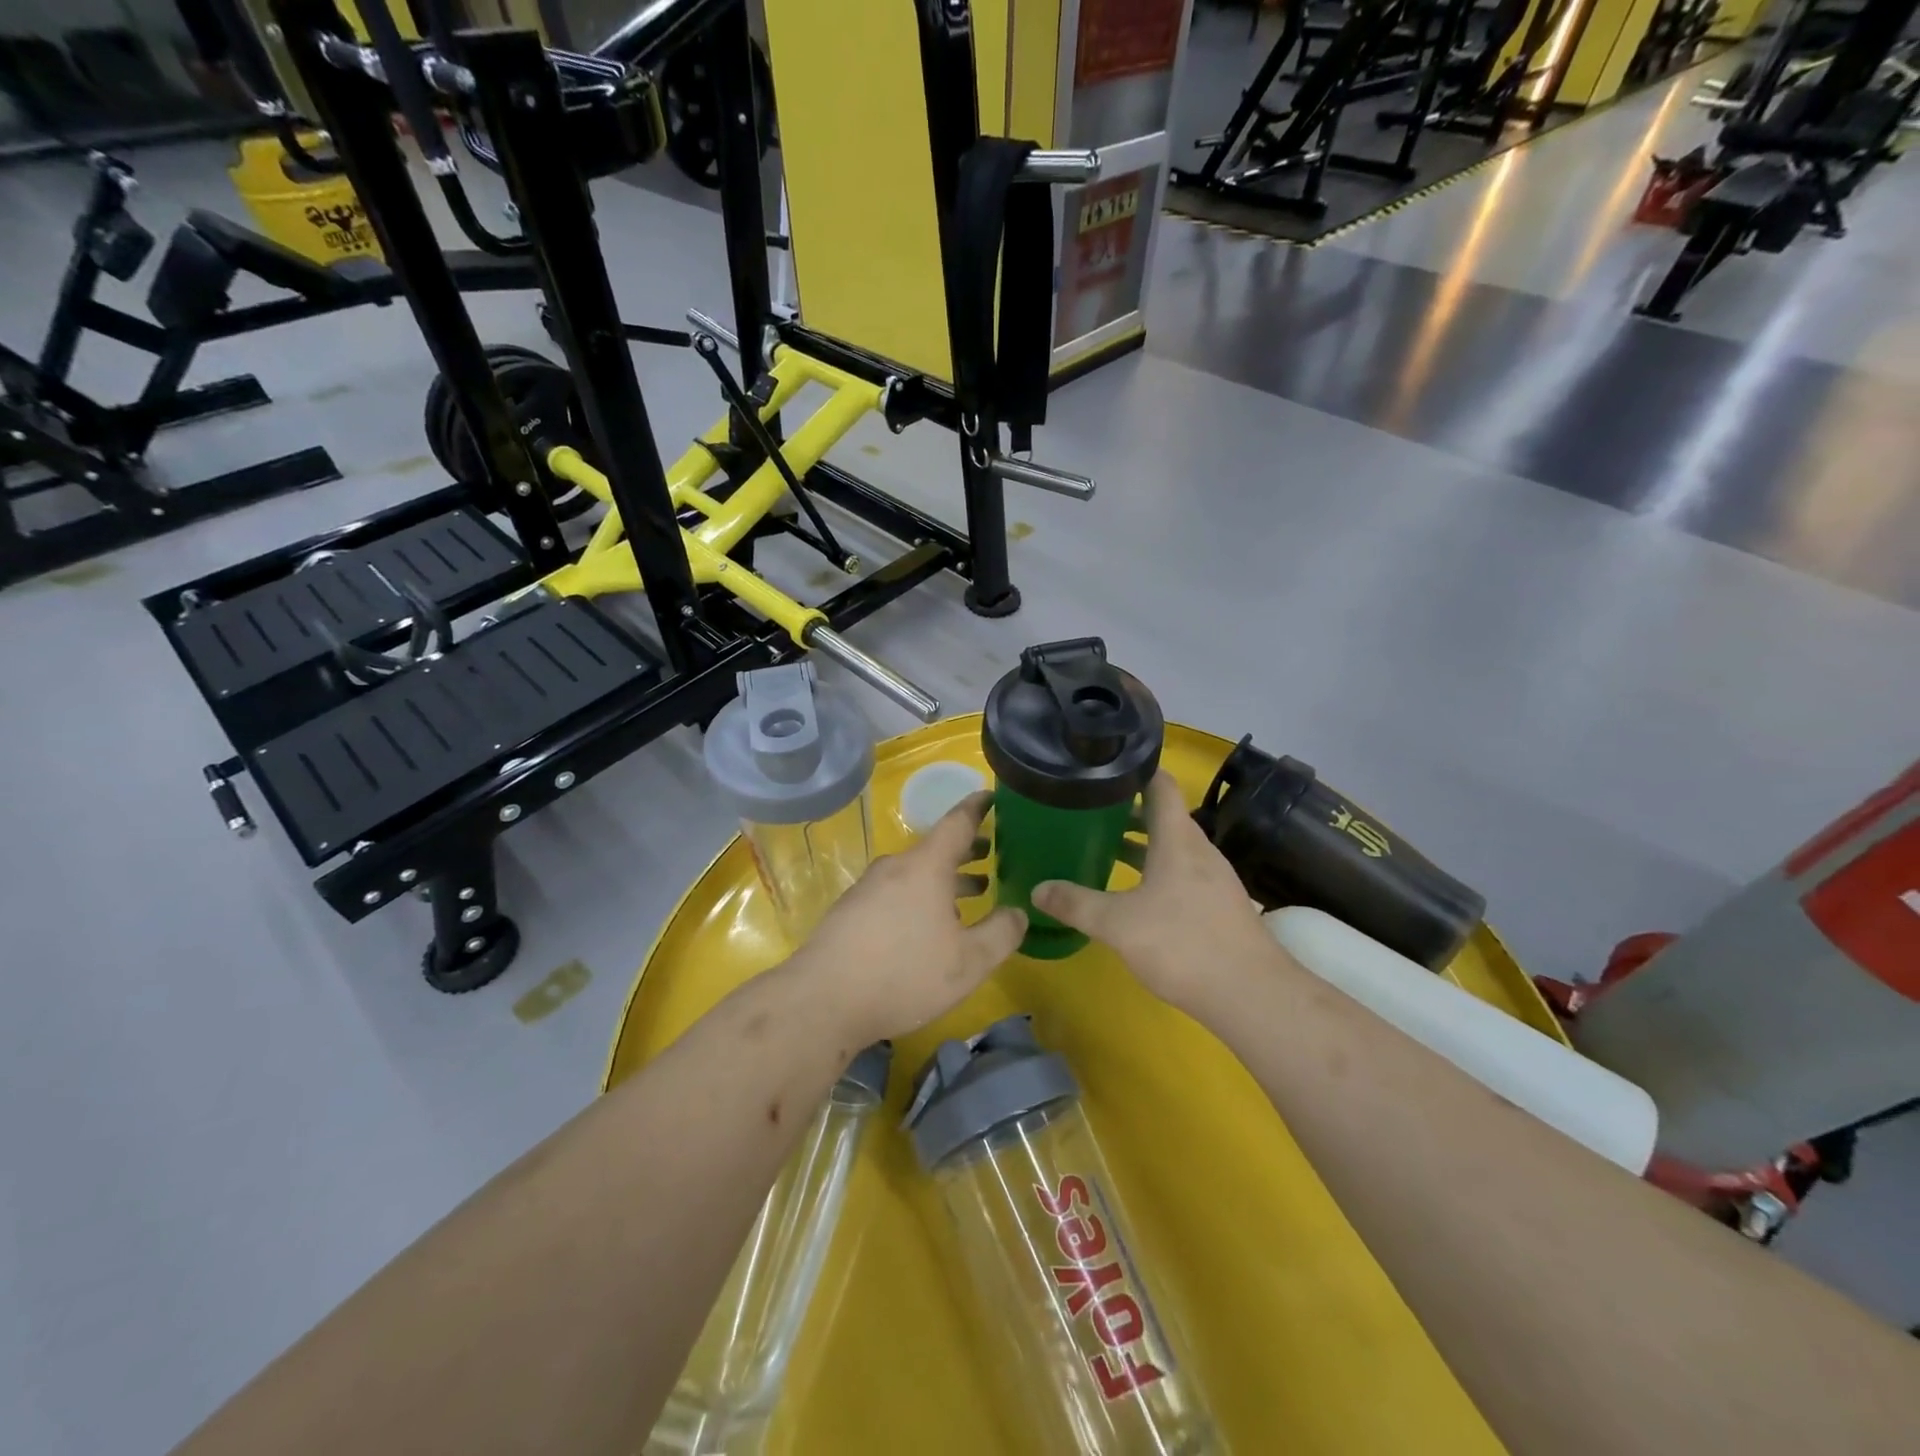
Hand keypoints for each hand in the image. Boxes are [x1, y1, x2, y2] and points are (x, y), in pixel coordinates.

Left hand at [790, 791, 1025, 1043]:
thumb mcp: (969, 962)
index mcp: (926, 866)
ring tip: (971, 893)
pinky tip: (927, 927)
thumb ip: (1002, 934)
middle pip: (936, 849)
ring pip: (915, 874)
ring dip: (945, 879)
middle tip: (993, 855)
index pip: (957, 822)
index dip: (978, 807)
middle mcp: (895, 868)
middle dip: (967, 851)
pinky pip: (895, 892)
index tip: (993, 796)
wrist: (822, 1000)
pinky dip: (920, 897)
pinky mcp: (851, 911)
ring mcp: (868, 888)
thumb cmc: (904, 974)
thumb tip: (1018, 912)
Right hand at [1032, 770, 1281, 1014]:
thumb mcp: (1118, 924)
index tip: (1104, 767)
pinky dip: (1156, 870)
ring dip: (1142, 843)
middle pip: (1165, 815)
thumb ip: (1076, 904)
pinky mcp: (1218, 906)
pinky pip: (1182, 873)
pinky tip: (1135, 893)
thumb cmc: (1183, 944)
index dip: (1135, 769)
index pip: (1161, 785)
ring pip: (1173, 847)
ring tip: (1104, 846)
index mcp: (1178, 839)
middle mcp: (1199, 851)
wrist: (1251, 995)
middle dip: (1128, 809)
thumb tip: (1037, 890)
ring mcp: (1213, 879)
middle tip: (1090, 810)